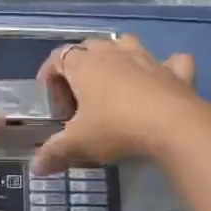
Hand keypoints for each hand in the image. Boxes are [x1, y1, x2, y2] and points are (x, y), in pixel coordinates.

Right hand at [31, 35, 210, 174]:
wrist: (174, 126)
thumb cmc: (116, 128)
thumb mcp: (79, 144)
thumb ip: (54, 152)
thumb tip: (36, 168)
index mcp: (84, 65)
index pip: (57, 57)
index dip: (50, 77)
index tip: (53, 104)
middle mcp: (113, 53)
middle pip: (89, 46)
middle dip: (80, 66)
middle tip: (80, 98)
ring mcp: (147, 58)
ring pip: (126, 43)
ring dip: (118, 56)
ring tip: (115, 82)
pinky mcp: (175, 72)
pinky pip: (171, 61)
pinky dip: (167, 67)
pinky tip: (164, 79)